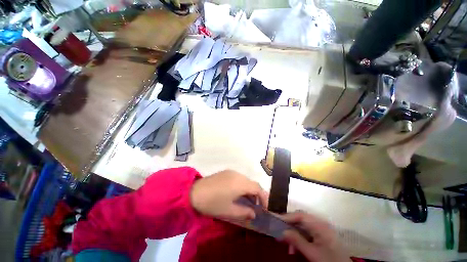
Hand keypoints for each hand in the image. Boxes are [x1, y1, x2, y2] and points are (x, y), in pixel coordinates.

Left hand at [190, 170, 267, 219]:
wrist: (194, 192)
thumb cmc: (213, 203)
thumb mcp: (229, 211)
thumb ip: (244, 212)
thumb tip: (254, 213)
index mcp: (240, 183)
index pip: (257, 188)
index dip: (264, 198)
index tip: (266, 208)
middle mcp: (238, 174)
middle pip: (252, 183)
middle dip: (257, 194)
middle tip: (257, 206)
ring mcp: (232, 172)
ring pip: (246, 180)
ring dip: (249, 189)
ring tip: (248, 201)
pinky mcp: (226, 172)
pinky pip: (239, 178)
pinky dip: (243, 185)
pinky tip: (238, 193)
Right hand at [281, 211, 349, 261]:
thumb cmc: (330, 261)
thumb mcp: (313, 253)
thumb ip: (297, 241)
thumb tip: (282, 231)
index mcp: (320, 225)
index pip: (301, 215)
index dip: (288, 217)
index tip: (276, 220)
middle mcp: (320, 224)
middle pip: (301, 219)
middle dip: (289, 225)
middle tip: (279, 231)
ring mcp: (321, 230)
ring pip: (302, 226)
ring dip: (293, 233)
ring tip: (287, 244)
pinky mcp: (321, 236)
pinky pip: (306, 232)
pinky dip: (299, 238)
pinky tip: (295, 247)